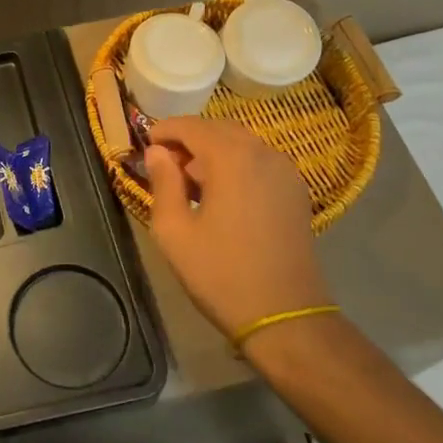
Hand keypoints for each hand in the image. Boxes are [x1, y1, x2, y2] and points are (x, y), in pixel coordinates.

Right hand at [144, 116, 331, 340]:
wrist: (285, 317)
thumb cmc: (221, 273)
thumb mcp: (174, 230)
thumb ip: (162, 183)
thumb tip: (157, 152)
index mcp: (231, 158)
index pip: (191, 126)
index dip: (164, 130)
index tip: (146, 145)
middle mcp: (263, 154)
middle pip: (218, 129)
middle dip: (189, 139)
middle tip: (165, 163)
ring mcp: (285, 171)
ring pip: (241, 143)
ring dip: (213, 151)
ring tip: (190, 181)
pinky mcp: (296, 191)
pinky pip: (259, 161)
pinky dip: (236, 163)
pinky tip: (222, 193)